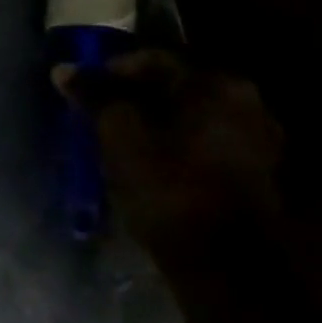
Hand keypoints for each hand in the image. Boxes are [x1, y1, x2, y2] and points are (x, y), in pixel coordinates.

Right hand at [54, 49, 282, 259]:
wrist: (222, 262)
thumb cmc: (168, 185)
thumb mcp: (119, 134)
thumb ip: (94, 96)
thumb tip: (64, 69)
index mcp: (217, 85)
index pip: (151, 60)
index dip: (110, 72)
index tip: (82, 91)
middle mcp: (247, 103)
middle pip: (173, 87)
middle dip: (133, 97)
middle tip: (98, 113)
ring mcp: (257, 139)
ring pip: (188, 116)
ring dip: (153, 122)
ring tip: (119, 139)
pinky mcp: (255, 172)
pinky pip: (203, 141)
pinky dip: (174, 143)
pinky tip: (149, 161)